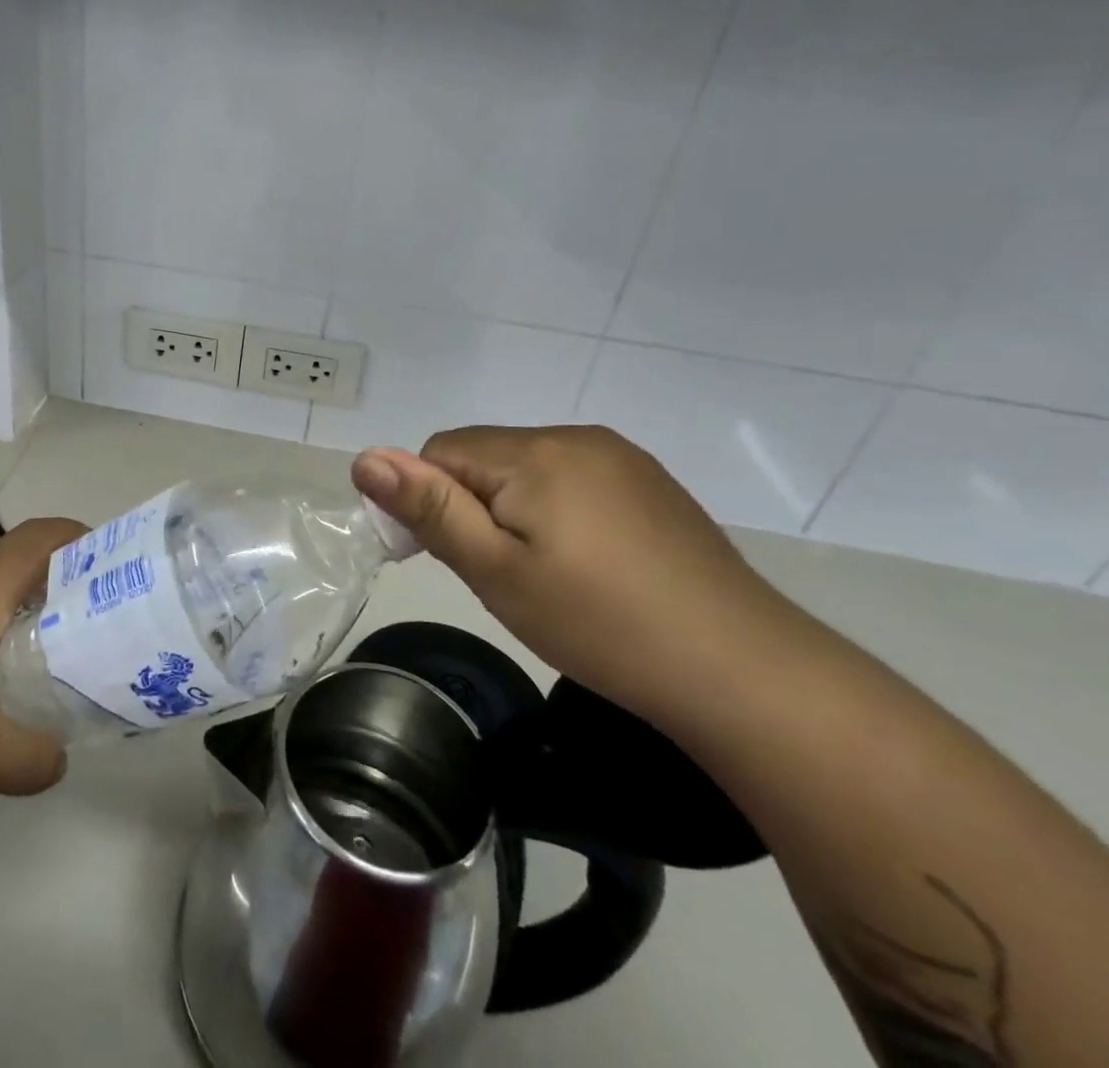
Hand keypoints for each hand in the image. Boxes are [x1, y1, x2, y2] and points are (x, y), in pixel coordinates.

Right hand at [353, 426, 800, 723]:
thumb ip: (429, 509)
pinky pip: (572, 478)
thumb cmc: (600, 623)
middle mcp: (576, 437)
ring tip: (547, 575)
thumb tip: (365, 458)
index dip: (430, 503)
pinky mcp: (650, 483)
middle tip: (504, 576)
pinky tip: (589, 564)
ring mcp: (620, 457)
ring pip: (527, 468)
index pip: (441, 452)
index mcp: (534, 452)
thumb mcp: (497, 572)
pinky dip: (557, 510)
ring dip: (513, 508)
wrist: (742, 671)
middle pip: (484, 456)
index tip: (453, 560)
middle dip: (473, 506)